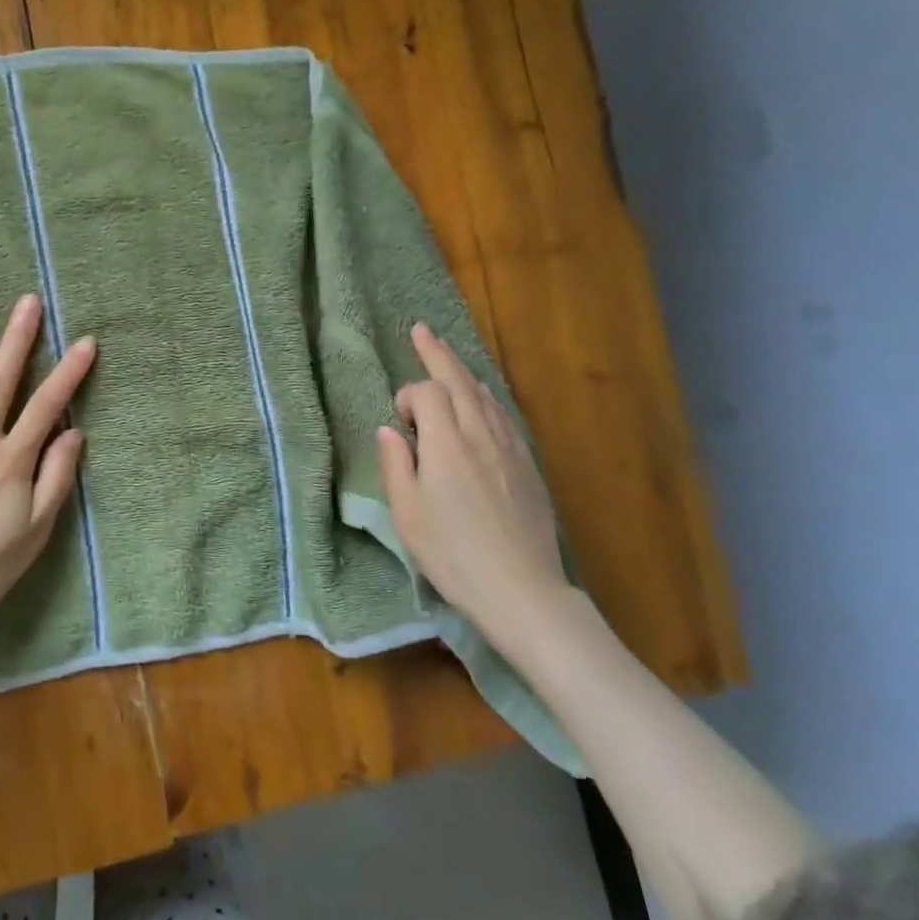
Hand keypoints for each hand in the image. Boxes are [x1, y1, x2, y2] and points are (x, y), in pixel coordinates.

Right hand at [376, 323, 569, 642]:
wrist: (521, 590)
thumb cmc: (453, 554)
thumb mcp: (407, 514)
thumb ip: (396, 464)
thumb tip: (390, 429)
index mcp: (446, 445)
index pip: (427, 394)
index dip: (409, 397)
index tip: (400, 422)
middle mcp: (480, 435)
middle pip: (459, 381)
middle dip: (438, 354)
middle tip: (422, 330)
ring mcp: (509, 448)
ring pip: (485, 395)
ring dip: (463, 372)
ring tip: (448, 357)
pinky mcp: (528, 465)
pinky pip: (504, 415)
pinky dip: (487, 397)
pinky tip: (483, 399)